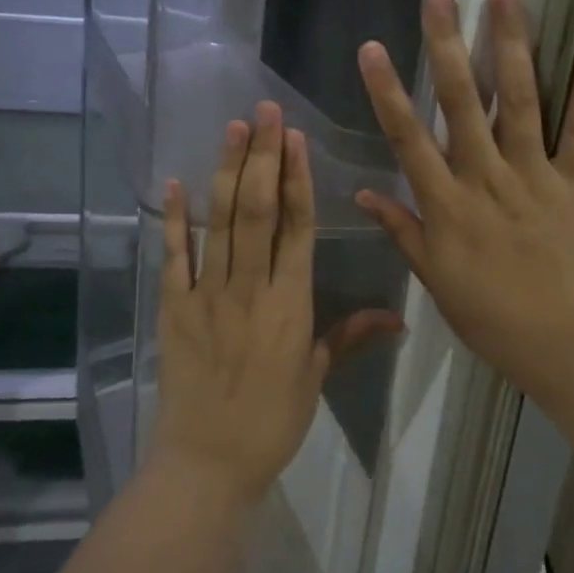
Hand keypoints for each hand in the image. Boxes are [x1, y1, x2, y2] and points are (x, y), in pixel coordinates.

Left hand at [152, 102, 401, 505]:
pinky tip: (175, 183)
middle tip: (266, 111)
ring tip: (234, 128)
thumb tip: (399, 318)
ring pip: (222, 222)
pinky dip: (174, 219)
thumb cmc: (271, 422)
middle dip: (264, 156)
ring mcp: (209, 294)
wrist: (208, 462)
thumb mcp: (315, 378)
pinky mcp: (174, 307)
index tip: (296, 138)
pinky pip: (175, 256)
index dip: (298, 178)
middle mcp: (251, 287)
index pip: (298, 228)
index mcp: (292, 303)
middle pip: (259, 210)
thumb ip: (350, 337)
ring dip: (227, 172)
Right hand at [355, 0, 573, 409]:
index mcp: (447, 205)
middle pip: (463, 103)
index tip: (370, 49)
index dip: (387, 92)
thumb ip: (402, 230)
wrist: (568, 345)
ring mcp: (535, 175)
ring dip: (512, 46)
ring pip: (520, 101)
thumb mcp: (435, 279)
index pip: (408, 138)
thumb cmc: (491, 317)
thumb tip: (362, 193)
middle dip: (447, 46)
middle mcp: (487, 177)